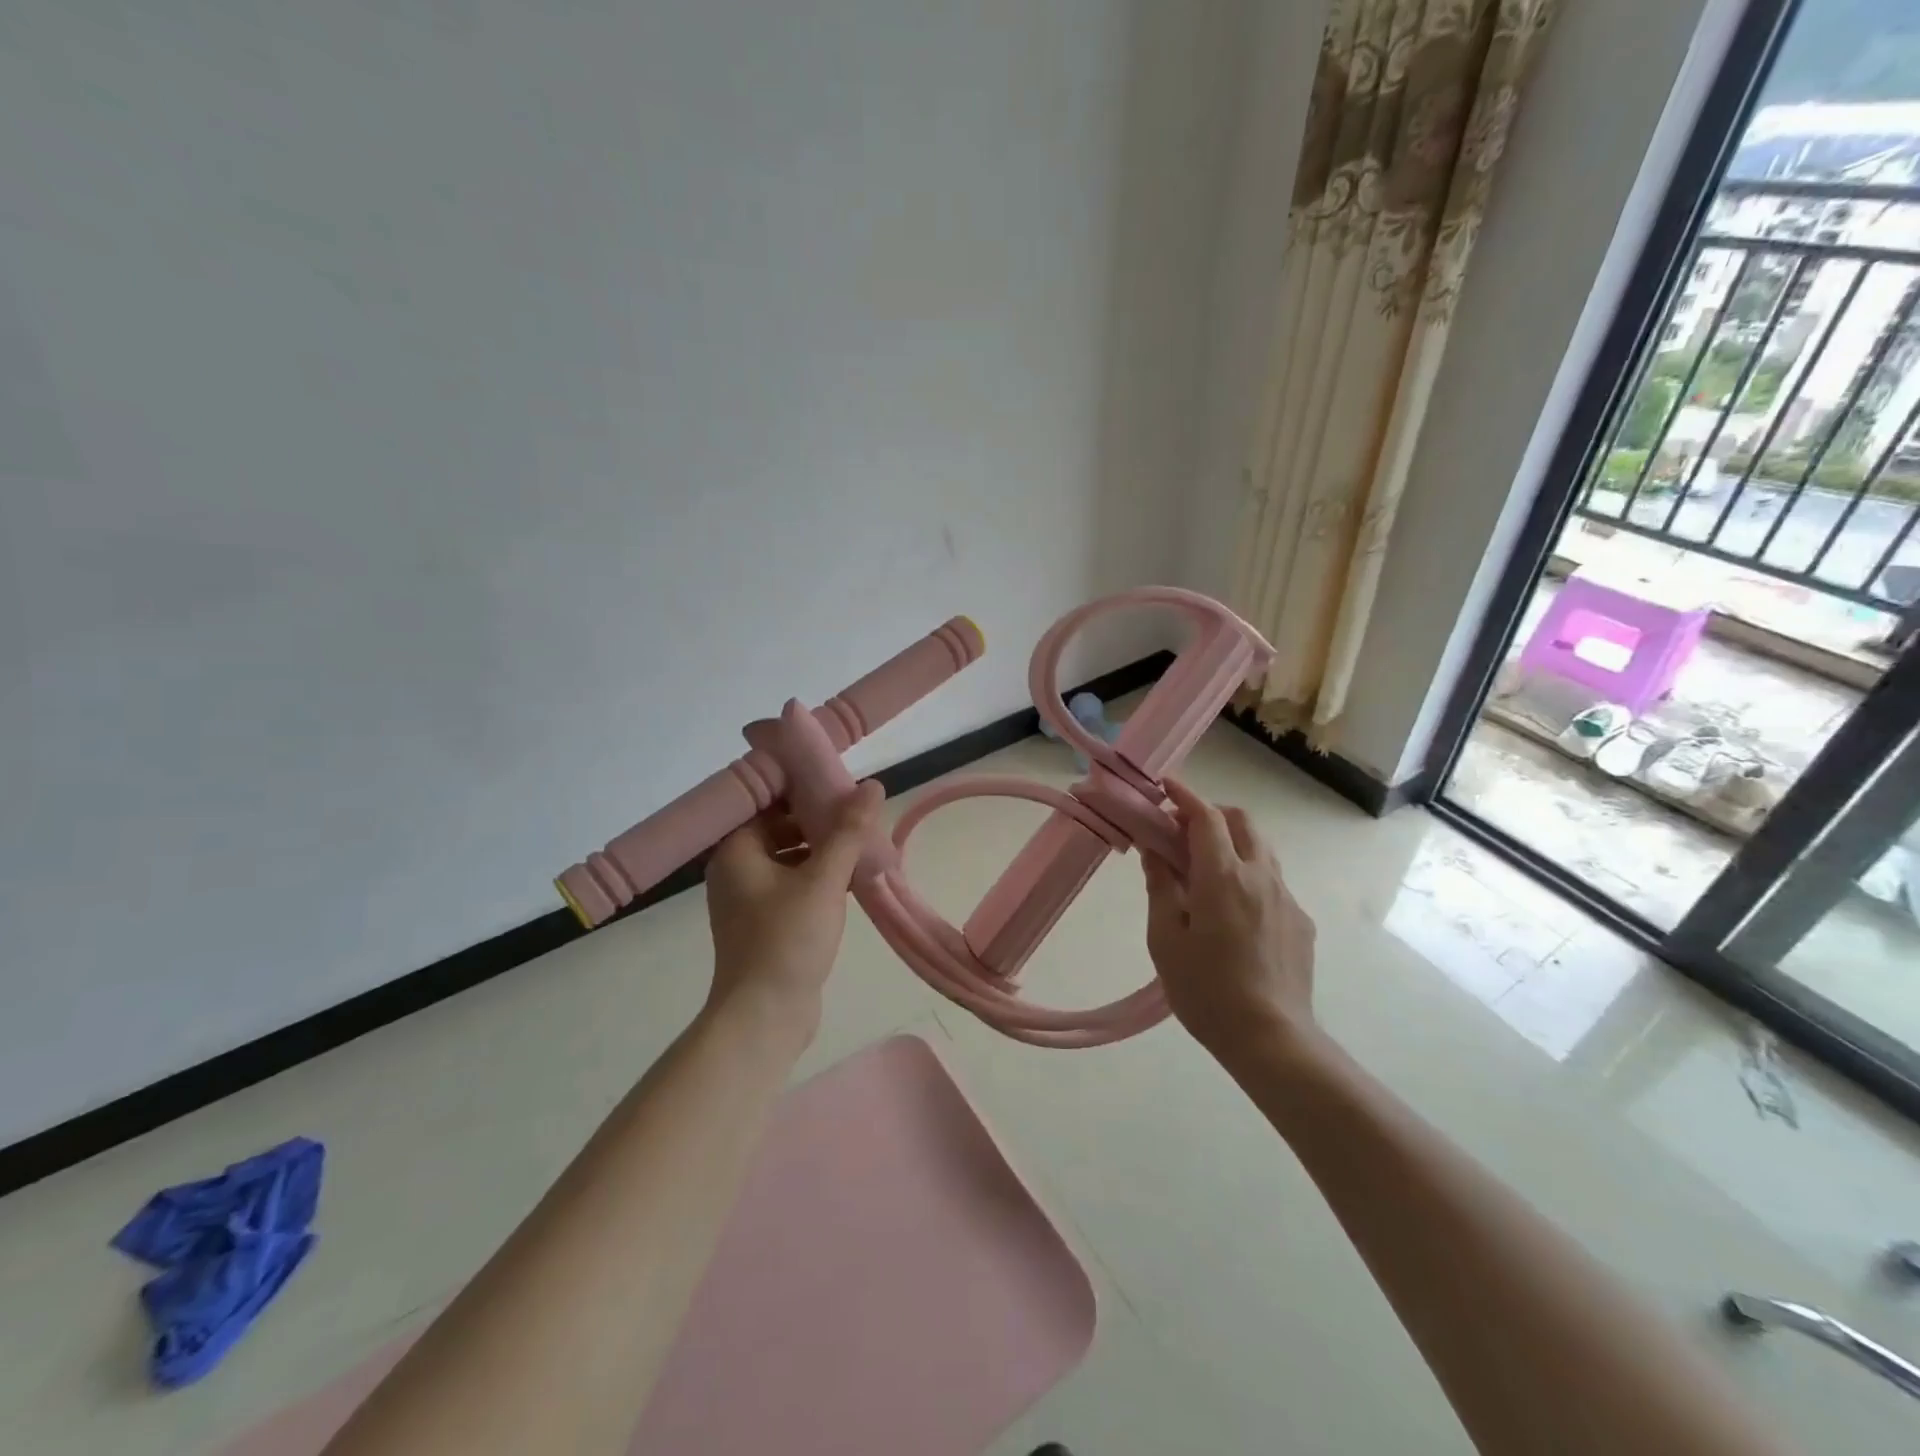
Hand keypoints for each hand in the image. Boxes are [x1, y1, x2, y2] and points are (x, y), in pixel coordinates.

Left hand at [703, 781, 885, 1037]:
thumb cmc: (787, 939)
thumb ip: (848, 832)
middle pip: (779, 826)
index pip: (768, 800)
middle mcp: (736, 868)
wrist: (765, 1016)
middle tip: (858, 811)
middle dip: (818, 819)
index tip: (839, 779)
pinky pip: (793, 883)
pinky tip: (851, 876)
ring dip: (822, 848)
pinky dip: (818, 875)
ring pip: (789, 856)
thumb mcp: (823, 880)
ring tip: (862, 840)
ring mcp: (748, 898)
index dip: (803, 786)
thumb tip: (871, 785)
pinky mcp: (764, 922)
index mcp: (736, 850)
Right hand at [1140, 779, 1318, 1061]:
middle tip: (1182, 833)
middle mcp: (1260, 876)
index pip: (1206, 817)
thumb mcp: (1166, 938)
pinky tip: (1232, 913)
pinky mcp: (1301, 923)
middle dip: (1212, 814)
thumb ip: (1161, 887)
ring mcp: (1286, 899)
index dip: (1185, 796)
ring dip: (1233, 843)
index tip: (1166, 786)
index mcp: (1223, 877)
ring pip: (1261, 850)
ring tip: (1206, 871)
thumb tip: (1156, 851)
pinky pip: (1272, 883)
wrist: (1271, 1039)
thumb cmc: (1205, 989)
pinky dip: (1248, 875)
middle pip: (1242, 822)